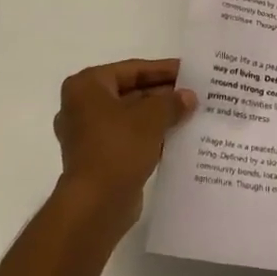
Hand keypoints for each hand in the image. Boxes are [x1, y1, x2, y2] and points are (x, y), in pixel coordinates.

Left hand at [53, 59, 196, 235]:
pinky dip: (149, 137)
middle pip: (130, 92)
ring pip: (131, 117)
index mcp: (87, 86)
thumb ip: (172, 102)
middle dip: (162, 95)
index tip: (189, 71)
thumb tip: (189, 97)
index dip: (163, 70)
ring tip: (191, 114)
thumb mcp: (152, 117)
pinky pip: (128, 139)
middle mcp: (82, 106)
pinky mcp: (98, 159)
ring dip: (158, 117)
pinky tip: (177, 137)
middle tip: (194, 93)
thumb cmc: (118, 148)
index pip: (132, 70)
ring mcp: (88, 135)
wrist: (95, 205)